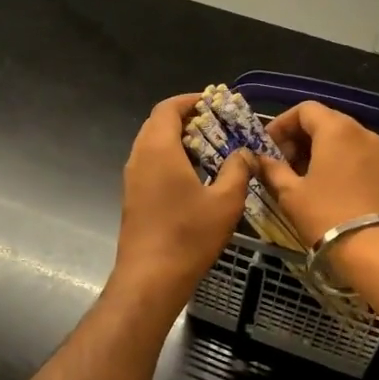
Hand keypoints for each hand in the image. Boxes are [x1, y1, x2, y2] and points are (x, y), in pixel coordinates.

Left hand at [110, 94, 253, 304]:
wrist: (150, 278)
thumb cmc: (189, 236)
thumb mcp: (225, 201)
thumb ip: (238, 169)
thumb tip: (246, 153)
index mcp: (158, 149)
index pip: (168, 108)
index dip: (191, 101)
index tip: (215, 104)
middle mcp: (139, 157)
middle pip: (158, 123)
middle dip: (187, 119)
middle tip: (217, 126)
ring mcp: (132, 178)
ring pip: (153, 145)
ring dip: (179, 140)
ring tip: (211, 150)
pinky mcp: (133, 197)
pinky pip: (150, 164)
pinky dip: (171, 159)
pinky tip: (195, 177)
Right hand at [259, 102, 378, 246]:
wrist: (377, 251)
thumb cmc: (327, 215)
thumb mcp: (291, 193)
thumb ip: (272, 170)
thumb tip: (259, 159)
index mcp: (336, 129)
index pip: (304, 109)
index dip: (280, 124)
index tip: (265, 147)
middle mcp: (360, 132)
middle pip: (323, 121)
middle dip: (296, 138)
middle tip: (278, 164)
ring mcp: (377, 151)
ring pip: (339, 138)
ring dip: (314, 151)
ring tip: (295, 178)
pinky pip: (352, 154)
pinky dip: (332, 161)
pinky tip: (319, 187)